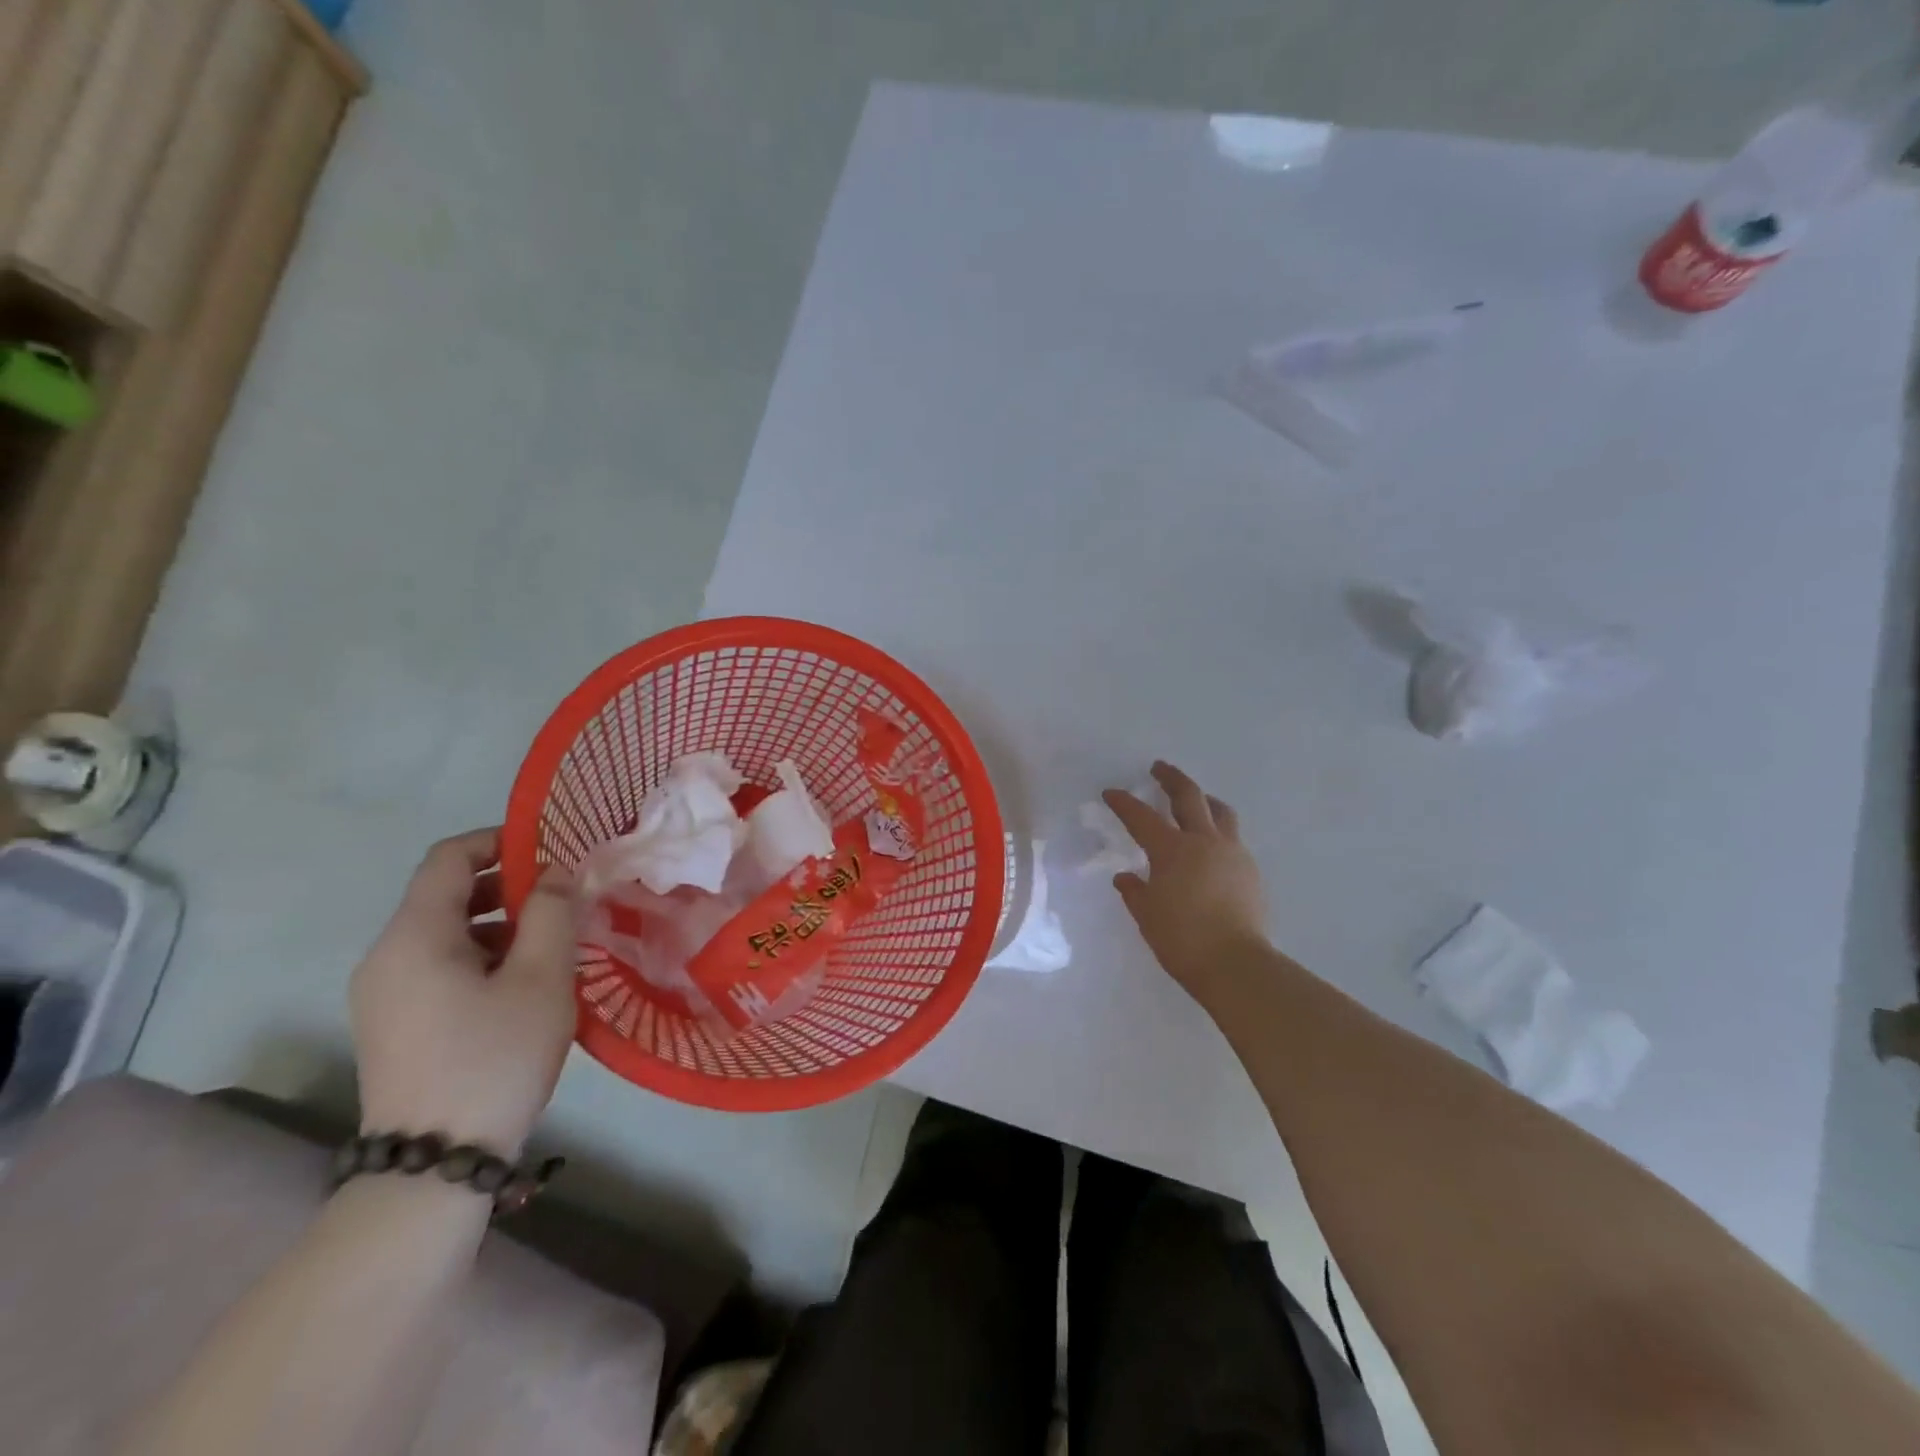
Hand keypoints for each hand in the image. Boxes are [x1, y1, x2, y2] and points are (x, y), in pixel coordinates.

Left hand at [349, 830, 577, 1156]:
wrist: (432, 1166)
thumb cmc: (494, 1058)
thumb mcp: (541, 978)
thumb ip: (552, 912)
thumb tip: (556, 872)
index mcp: (414, 937)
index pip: (448, 858)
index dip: (499, 840)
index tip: (550, 850)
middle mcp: (385, 956)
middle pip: (446, 894)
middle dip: (508, 887)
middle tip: (564, 902)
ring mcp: (383, 994)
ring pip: (446, 933)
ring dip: (501, 924)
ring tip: (553, 946)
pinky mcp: (393, 1023)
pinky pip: (439, 966)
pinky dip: (482, 956)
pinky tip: (523, 985)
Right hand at [1104, 762, 1269, 1005]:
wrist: (1235, 963)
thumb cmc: (1181, 939)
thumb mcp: (1147, 914)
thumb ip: (1135, 891)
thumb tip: (1125, 877)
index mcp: (1171, 849)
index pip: (1141, 817)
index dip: (1124, 803)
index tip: (1111, 792)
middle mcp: (1203, 841)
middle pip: (1188, 797)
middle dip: (1171, 778)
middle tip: (1159, 768)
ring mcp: (1232, 853)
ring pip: (1220, 812)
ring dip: (1204, 799)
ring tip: (1197, 799)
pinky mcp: (1250, 870)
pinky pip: (1232, 838)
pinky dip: (1219, 830)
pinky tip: (1212, 845)